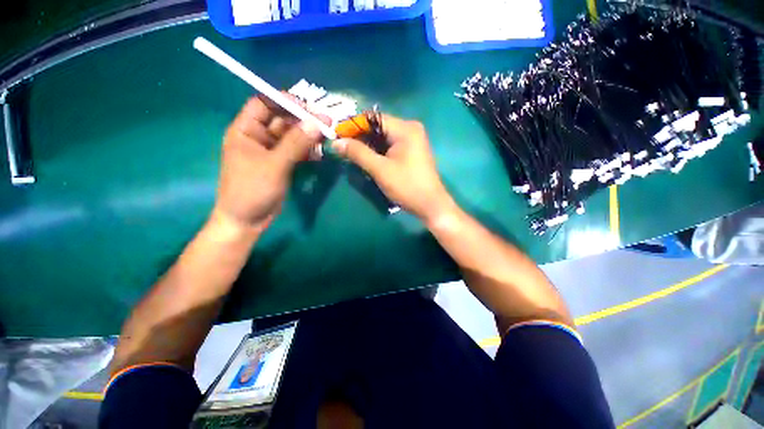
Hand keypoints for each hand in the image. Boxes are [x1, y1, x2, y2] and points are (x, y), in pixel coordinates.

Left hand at [214, 96, 324, 231]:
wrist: (247, 220)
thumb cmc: (252, 190)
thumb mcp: (274, 165)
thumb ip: (295, 143)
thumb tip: (316, 122)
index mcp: (245, 130)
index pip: (263, 104)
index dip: (284, 101)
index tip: (308, 107)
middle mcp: (258, 137)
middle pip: (282, 120)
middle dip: (303, 120)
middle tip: (326, 122)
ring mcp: (271, 151)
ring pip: (292, 136)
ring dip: (309, 136)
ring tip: (328, 135)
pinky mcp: (281, 164)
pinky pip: (296, 151)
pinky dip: (308, 151)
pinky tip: (321, 152)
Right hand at [332, 115, 454, 222]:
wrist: (430, 205)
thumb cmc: (407, 186)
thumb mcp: (380, 169)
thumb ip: (358, 153)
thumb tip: (336, 142)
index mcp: (405, 128)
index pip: (373, 118)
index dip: (353, 126)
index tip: (337, 136)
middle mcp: (410, 129)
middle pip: (378, 126)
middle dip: (359, 136)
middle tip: (342, 147)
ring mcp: (412, 140)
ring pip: (383, 137)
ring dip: (367, 144)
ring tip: (351, 154)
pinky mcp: (412, 151)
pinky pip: (390, 145)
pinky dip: (378, 150)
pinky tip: (367, 158)